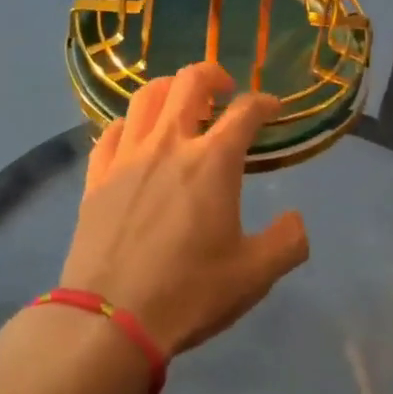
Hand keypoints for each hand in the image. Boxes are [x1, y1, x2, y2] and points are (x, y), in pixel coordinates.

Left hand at [62, 61, 309, 356]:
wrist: (110, 319)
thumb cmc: (189, 293)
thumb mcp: (255, 275)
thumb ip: (287, 242)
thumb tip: (296, 219)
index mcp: (213, 161)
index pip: (245, 111)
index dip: (264, 103)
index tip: (272, 109)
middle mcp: (169, 144)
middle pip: (189, 82)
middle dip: (213, 74)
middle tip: (225, 90)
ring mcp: (127, 156)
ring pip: (145, 97)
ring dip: (169, 89)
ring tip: (180, 103)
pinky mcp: (96, 176)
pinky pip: (111, 131)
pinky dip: (130, 123)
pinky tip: (136, 136)